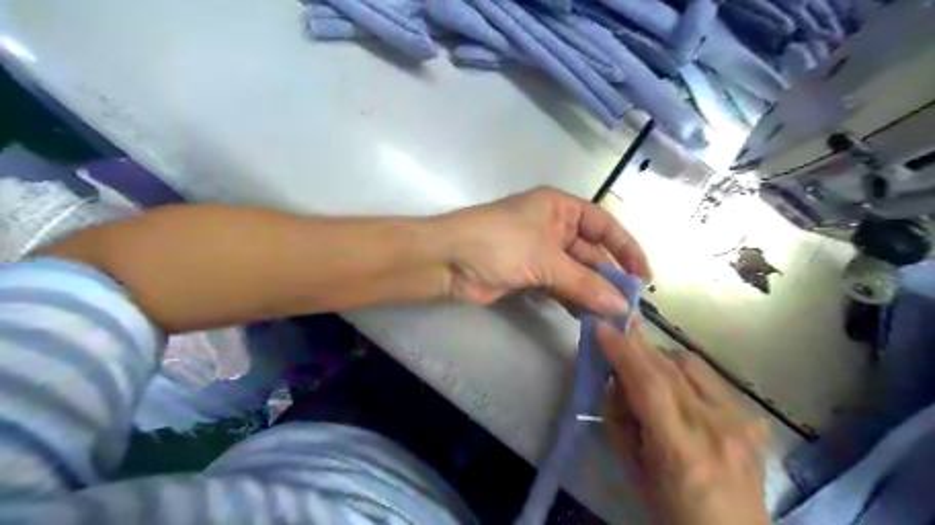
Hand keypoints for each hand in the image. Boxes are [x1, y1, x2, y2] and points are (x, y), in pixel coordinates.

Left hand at [434, 184, 647, 314]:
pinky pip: (559, 287)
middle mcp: (553, 227)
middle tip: (630, 308)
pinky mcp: (529, 275)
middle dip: (609, 278)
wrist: (448, 261)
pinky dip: (573, 300)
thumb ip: (585, 283)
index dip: (626, 248)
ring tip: (615, 318)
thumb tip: (623, 307)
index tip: (643, 276)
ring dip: (592, 293)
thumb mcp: (546, 259)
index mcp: (559, 208)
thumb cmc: (499, 243)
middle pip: (591, 252)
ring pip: (576, 273)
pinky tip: (589, 317)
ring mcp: (540, 252)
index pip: (604, 225)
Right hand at [599, 323, 774, 523]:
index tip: (602, 327)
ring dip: (660, 358)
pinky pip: (711, 380)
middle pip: (670, 367)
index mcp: (683, 450)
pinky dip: (684, 373)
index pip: (649, 383)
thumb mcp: (635, 476)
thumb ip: (621, 425)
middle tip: (614, 339)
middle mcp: (717, 427)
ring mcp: (740, 423)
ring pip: (693, 365)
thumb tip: (613, 385)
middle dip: (636, 346)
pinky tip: (675, 391)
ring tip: (643, 374)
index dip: (623, 350)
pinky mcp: (752, 423)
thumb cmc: (674, 519)